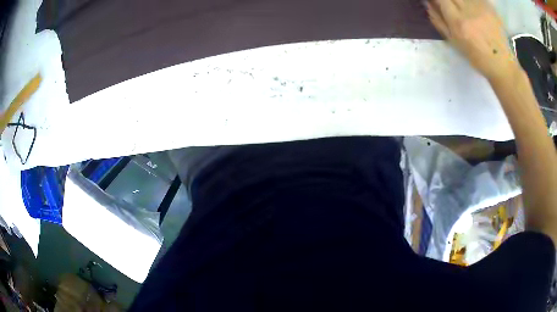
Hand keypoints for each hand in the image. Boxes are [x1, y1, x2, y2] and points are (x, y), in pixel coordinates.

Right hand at [426, 0, 519, 81]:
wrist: (502, 64)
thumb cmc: (477, 57)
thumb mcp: (454, 42)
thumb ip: (438, 20)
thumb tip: (427, 3)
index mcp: (458, 22)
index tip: (435, 1)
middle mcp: (468, 10)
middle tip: (448, 4)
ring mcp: (480, 7)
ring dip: (459, 1)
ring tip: (461, 9)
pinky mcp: (489, 6)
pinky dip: (471, 1)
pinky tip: (472, 8)